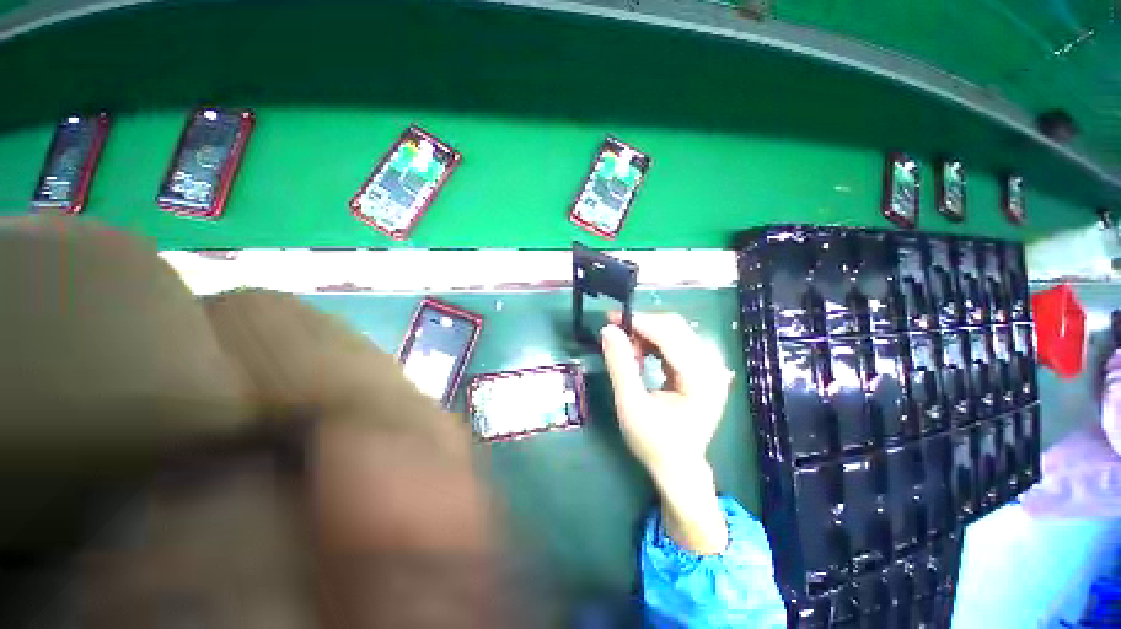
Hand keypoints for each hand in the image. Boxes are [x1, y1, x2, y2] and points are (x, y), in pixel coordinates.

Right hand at [600, 312, 733, 553]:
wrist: (678, 467)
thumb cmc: (654, 442)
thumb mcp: (630, 405)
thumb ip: (620, 366)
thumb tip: (608, 330)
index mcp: (700, 379)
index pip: (669, 335)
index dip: (639, 322)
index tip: (610, 318)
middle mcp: (711, 367)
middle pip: (675, 328)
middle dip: (642, 327)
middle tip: (616, 337)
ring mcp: (709, 366)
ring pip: (675, 331)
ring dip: (647, 334)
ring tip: (627, 351)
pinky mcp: (702, 368)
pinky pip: (676, 341)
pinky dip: (654, 342)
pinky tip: (640, 354)